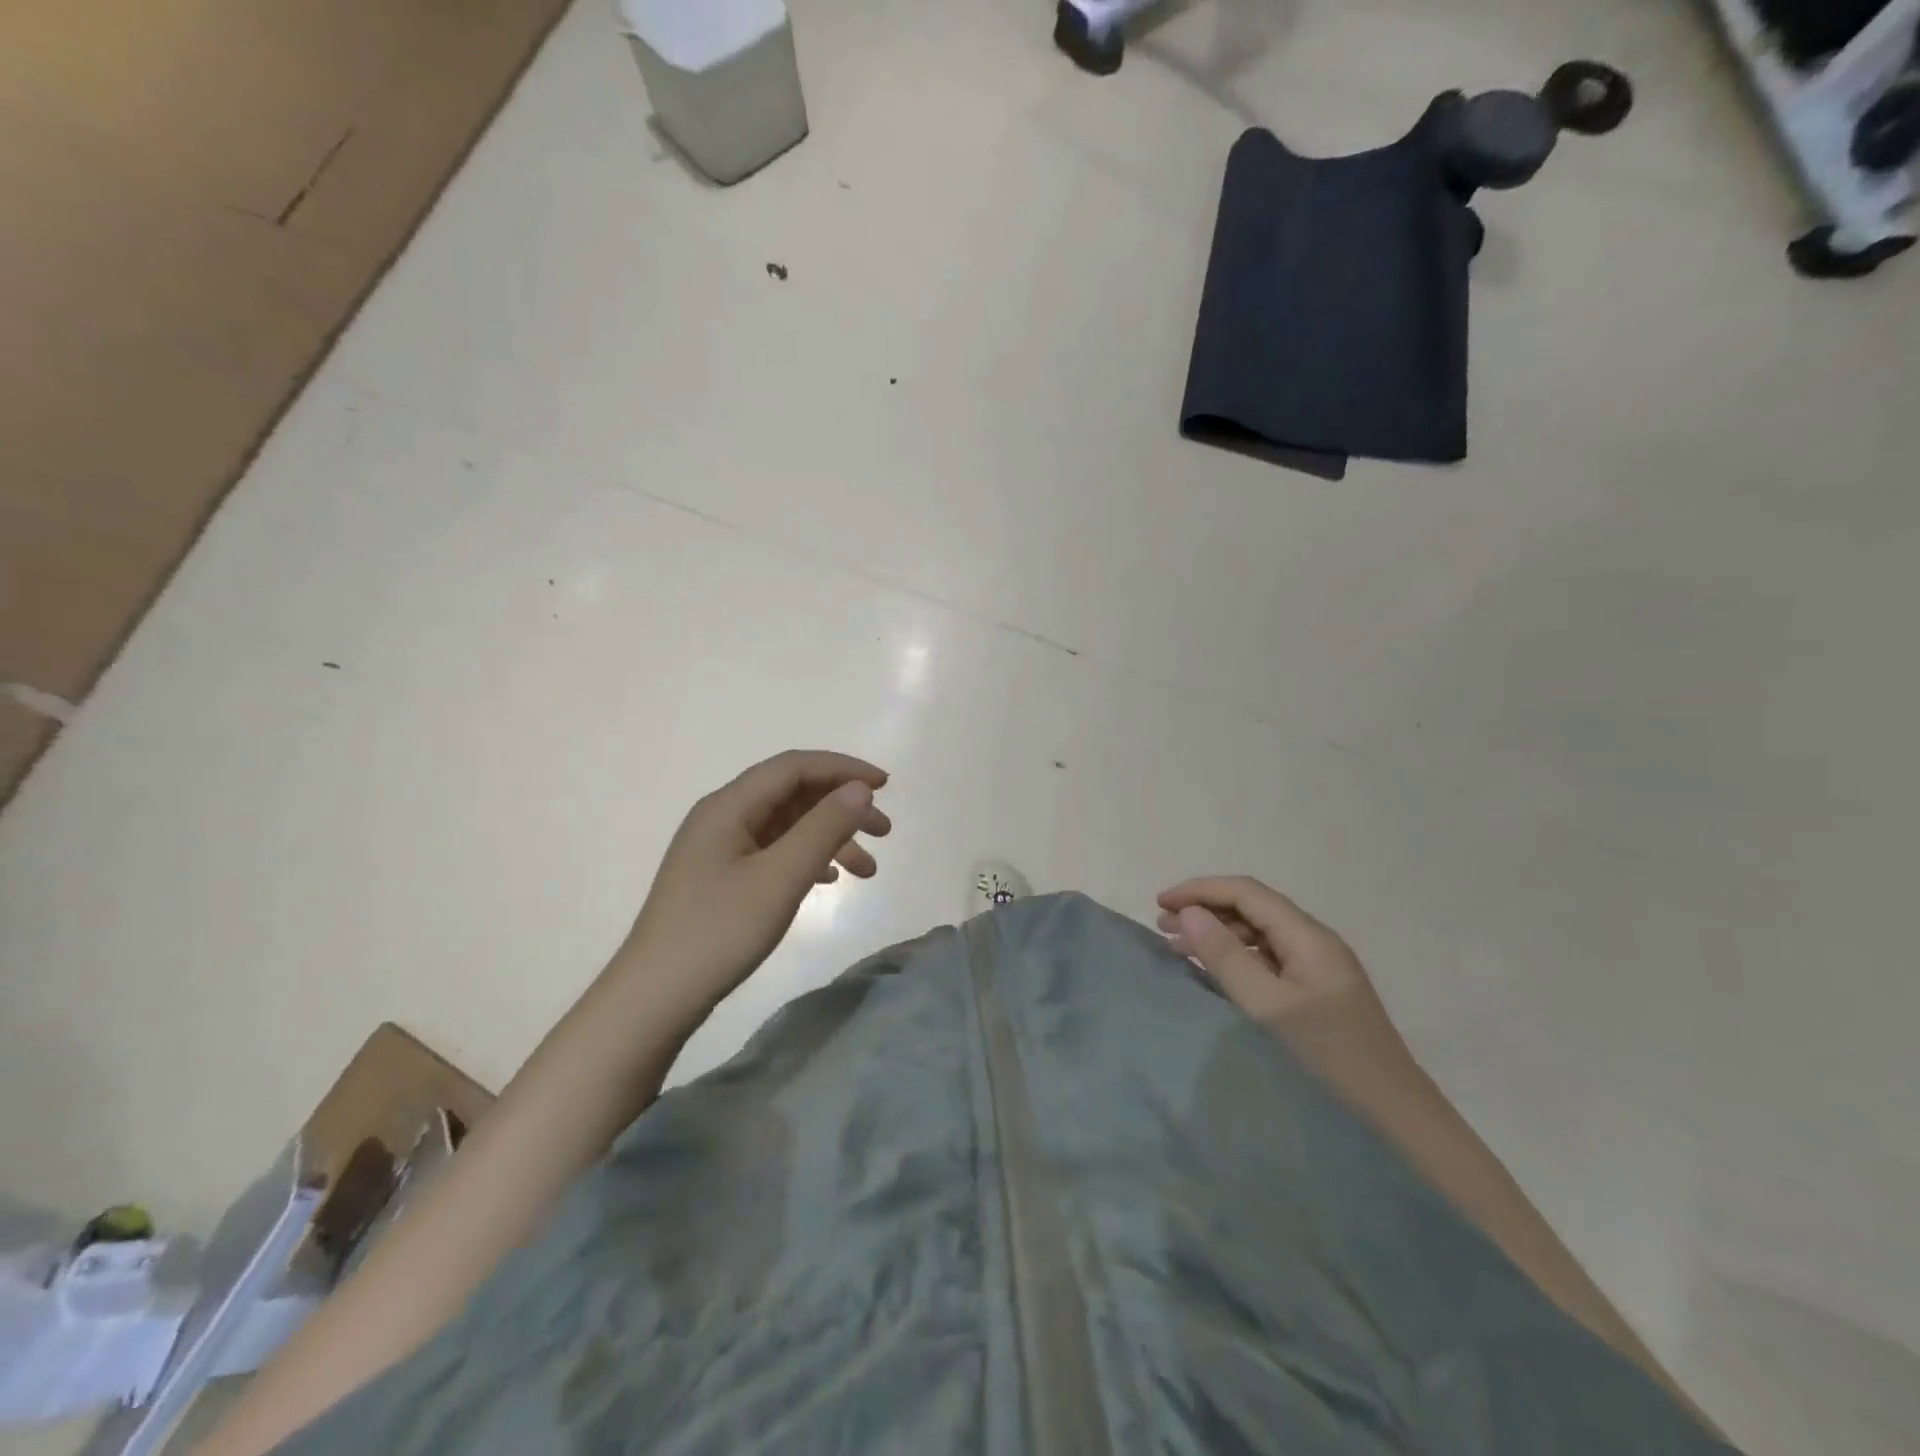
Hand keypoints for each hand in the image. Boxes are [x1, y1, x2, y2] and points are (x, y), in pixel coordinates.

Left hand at [619, 750, 891, 1017]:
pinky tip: (829, 881)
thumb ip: (824, 827)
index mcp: (729, 806)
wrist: (654, 997)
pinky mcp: (720, 877)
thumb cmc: (719, 932)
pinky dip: (807, 858)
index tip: (887, 786)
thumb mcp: (781, 877)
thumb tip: (859, 789)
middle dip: (842, 807)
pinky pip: (773, 851)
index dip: (843, 768)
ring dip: (830, 838)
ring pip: (786, 825)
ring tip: (867, 871)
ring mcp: (718, 848)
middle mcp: (722, 817)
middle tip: (885, 832)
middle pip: (792, 794)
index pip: (794, 767)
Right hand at [1157, 877, 1418, 1100]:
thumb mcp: (1267, 1007)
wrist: (1396, 1125)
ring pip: (1259, 936)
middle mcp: (1316, 945)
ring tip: (1178, 947)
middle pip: (1253, 909)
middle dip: (1206, 910)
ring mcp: (1319, 973)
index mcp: (1309, 938)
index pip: (1247, 892)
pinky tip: (1214, 974)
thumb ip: (1225, 957)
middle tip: (1162, 926)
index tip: (1160, 902)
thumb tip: (1190, 912)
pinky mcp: (1317, 999)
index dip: (1200, 890)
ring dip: (1218, 935)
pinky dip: (1234, 959)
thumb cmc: (1327, 1061)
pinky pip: (1267, 962)